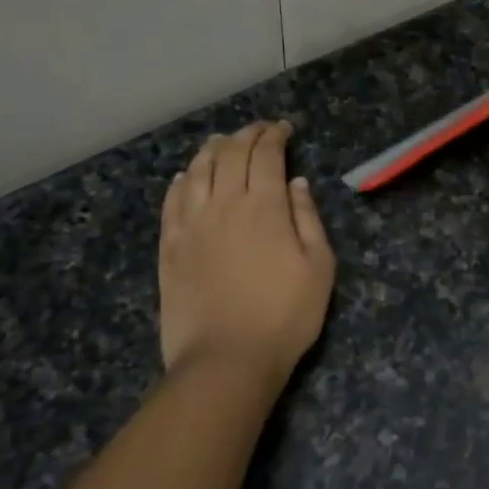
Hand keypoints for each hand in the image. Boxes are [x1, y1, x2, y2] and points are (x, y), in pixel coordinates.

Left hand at [158, 121, 335, 387]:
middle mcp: (224, 204)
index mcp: (265, 207)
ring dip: (213, 150)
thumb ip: (308, 219)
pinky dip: (182, 180)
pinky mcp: (170, 245)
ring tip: (223, 143)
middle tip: (259, 130)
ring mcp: (191, 223)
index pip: (266, 155)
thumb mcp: (319, 267)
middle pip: (231, 154)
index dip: (275, 135)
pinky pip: (172, 200)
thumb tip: (296, 182)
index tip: (284, 129)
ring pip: (198, 170)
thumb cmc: (285, 316)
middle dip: (247, 134)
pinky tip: (187, 176)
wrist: (226, 359)